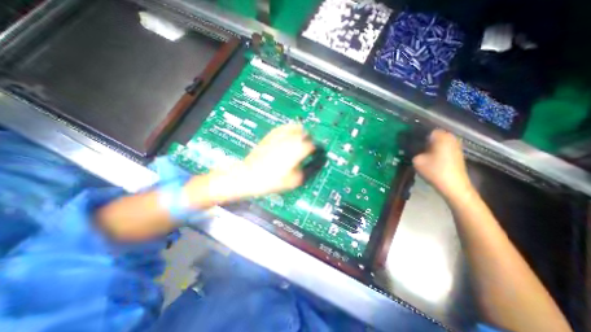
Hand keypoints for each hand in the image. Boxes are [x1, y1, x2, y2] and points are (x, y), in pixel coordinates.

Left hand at [195, 123, 315, 202]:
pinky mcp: (271, 134)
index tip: (315, 153)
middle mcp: (290, 139)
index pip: (313, 145)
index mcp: (298, 150)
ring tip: (299, 140)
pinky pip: (284, 127)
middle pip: (305, 133)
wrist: (249, 175)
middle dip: (309, 139)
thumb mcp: (294, 180)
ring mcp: (279, 135)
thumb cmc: (273, 180)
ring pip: (295, 127)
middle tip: (307, 147)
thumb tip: (316, 163)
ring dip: (300, 132)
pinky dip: (289, 129)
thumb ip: (308, 170)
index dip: (316, 149)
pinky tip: (288, 136)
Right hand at [412, 130, 473, 199]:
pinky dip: (433, 148)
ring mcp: (454, 145)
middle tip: (409, 145)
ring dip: (426, 144)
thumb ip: (412, 150)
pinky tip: (425, 155)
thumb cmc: (434, 171)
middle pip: (430, 134)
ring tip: (415, 150)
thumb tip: (408, 146)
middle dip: (420, 139)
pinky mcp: (455, 153)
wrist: (454, 186)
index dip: (413, 134)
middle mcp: (449, 137)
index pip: (423, 129)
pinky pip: (441, 146)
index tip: (405, 139)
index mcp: (440, 136)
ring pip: (435, 140)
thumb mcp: (417, 160)